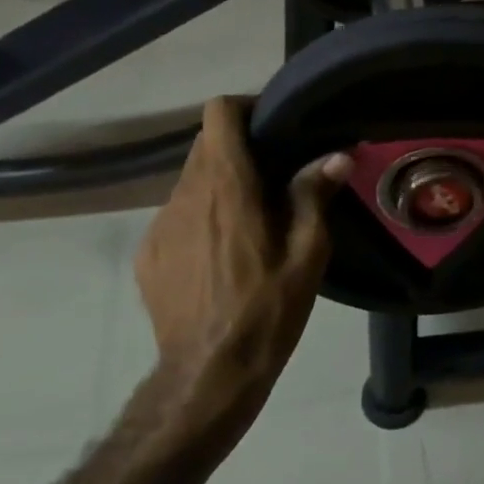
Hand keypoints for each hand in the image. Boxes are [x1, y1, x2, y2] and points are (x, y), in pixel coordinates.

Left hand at [135, 98, 349, 431]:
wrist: (208, 376)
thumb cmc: (266, 308)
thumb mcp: (307, 253)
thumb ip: (315, 194)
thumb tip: (337, 154)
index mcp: (226, 184)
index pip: (218, 112)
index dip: (244, 108)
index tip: (271, 127)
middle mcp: (185, 193)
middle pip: (205, 145)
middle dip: (238, 151)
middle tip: (272, 178)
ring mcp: (159, 225)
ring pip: (190, 182)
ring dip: (218, 187)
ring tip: (247, 222)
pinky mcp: (147, 254)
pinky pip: (176, 217)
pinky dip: (198, 220)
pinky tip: (218, 257)